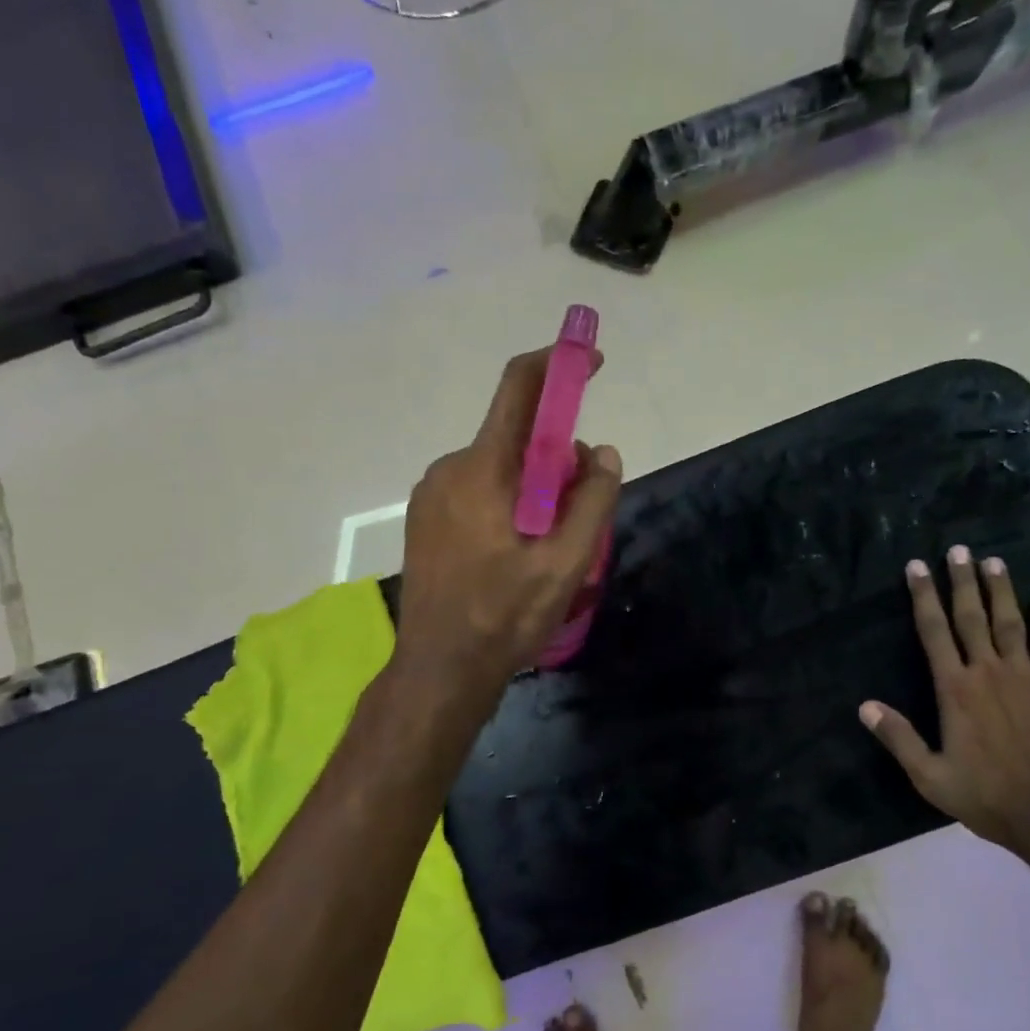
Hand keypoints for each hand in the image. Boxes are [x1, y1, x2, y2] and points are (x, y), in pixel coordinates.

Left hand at [394, 347, 622, 694]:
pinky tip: (515, 551)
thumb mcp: (566, 563)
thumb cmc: (505, 615)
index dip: (557, 364)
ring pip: (499, 466)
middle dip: (557, 457)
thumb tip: (603, 452)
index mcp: (483, 469)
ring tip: (548, 544)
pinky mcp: (426, 517)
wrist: (440, 668)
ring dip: (534, 486)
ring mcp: (432, 493)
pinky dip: (508, 501)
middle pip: (516, 436)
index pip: (518, 389)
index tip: (589, 362)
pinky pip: (478, 488)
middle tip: (580, 510)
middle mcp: (450, 467)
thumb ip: (592, 500)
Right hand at [860, 548, 1029, 871]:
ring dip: (1001, 590)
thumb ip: (898, 738)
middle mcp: (988, 672)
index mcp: (955, 690)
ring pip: (1010, 623)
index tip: (916, 567)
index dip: (923, 596)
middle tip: (957, 549)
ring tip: (993, 561)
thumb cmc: (987, 797)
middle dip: (961, 581)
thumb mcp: (930, 776)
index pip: (934, 632)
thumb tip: (864, 706)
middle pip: (971, 617)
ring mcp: (1026, 677)